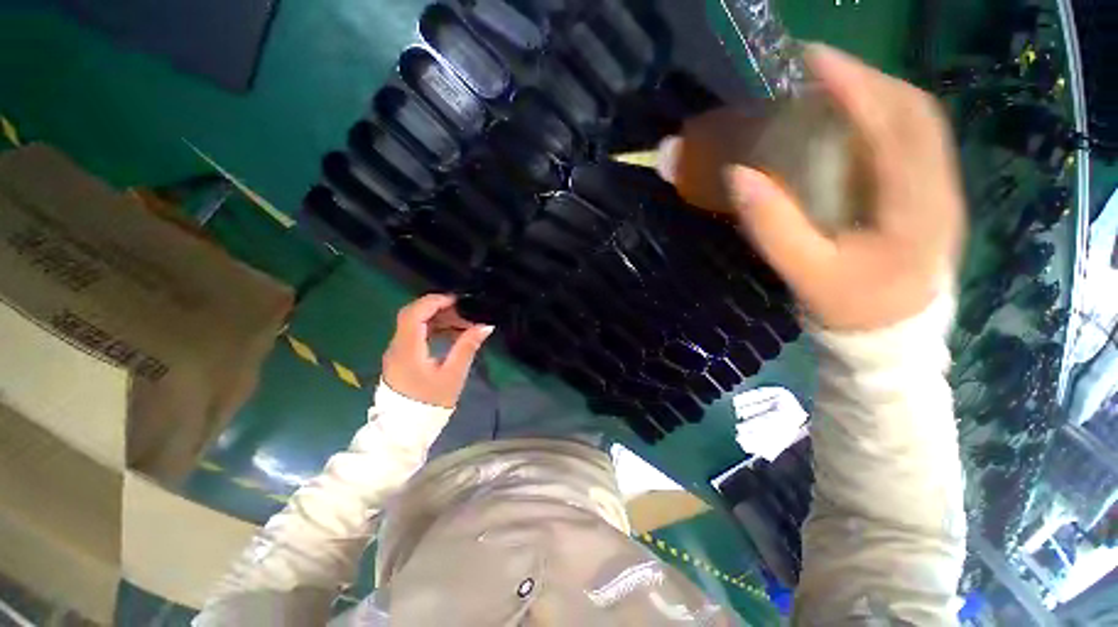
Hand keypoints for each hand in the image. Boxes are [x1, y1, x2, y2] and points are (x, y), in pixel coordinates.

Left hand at [382, 294, 494, 407]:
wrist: (405, 429)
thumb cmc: (430, 402)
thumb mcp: (453, 375)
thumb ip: (467, 347)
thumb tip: (485, 326)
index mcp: (407, 349)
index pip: (414, 314)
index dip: (434, 302)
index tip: (457, 301)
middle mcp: (397, 346)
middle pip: (413, 315)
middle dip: (438, 308)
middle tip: (462, 311)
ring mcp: (396, 352)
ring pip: (414, 324)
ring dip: (437, 319)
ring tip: (462, 323)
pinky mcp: (400, 358)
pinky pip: (415, 335)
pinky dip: (433, 330)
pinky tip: (451, 335)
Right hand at [728, 44, 965, 330]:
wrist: (892, 336)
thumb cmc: (850, 307)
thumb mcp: (805, 272)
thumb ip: (773, 226)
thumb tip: (739, 175)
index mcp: (916, 205)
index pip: (895, 124)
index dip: (856, 84)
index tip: (813, 61)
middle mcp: (939, 186)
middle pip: (913, 111)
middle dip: (865, 82)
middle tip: (815, 75)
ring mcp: (941, 189)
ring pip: (917, 123)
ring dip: (874, 97)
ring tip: (830, 92)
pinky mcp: (931, 195)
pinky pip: (912, 143)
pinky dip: (881, 122)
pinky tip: (851, 127)